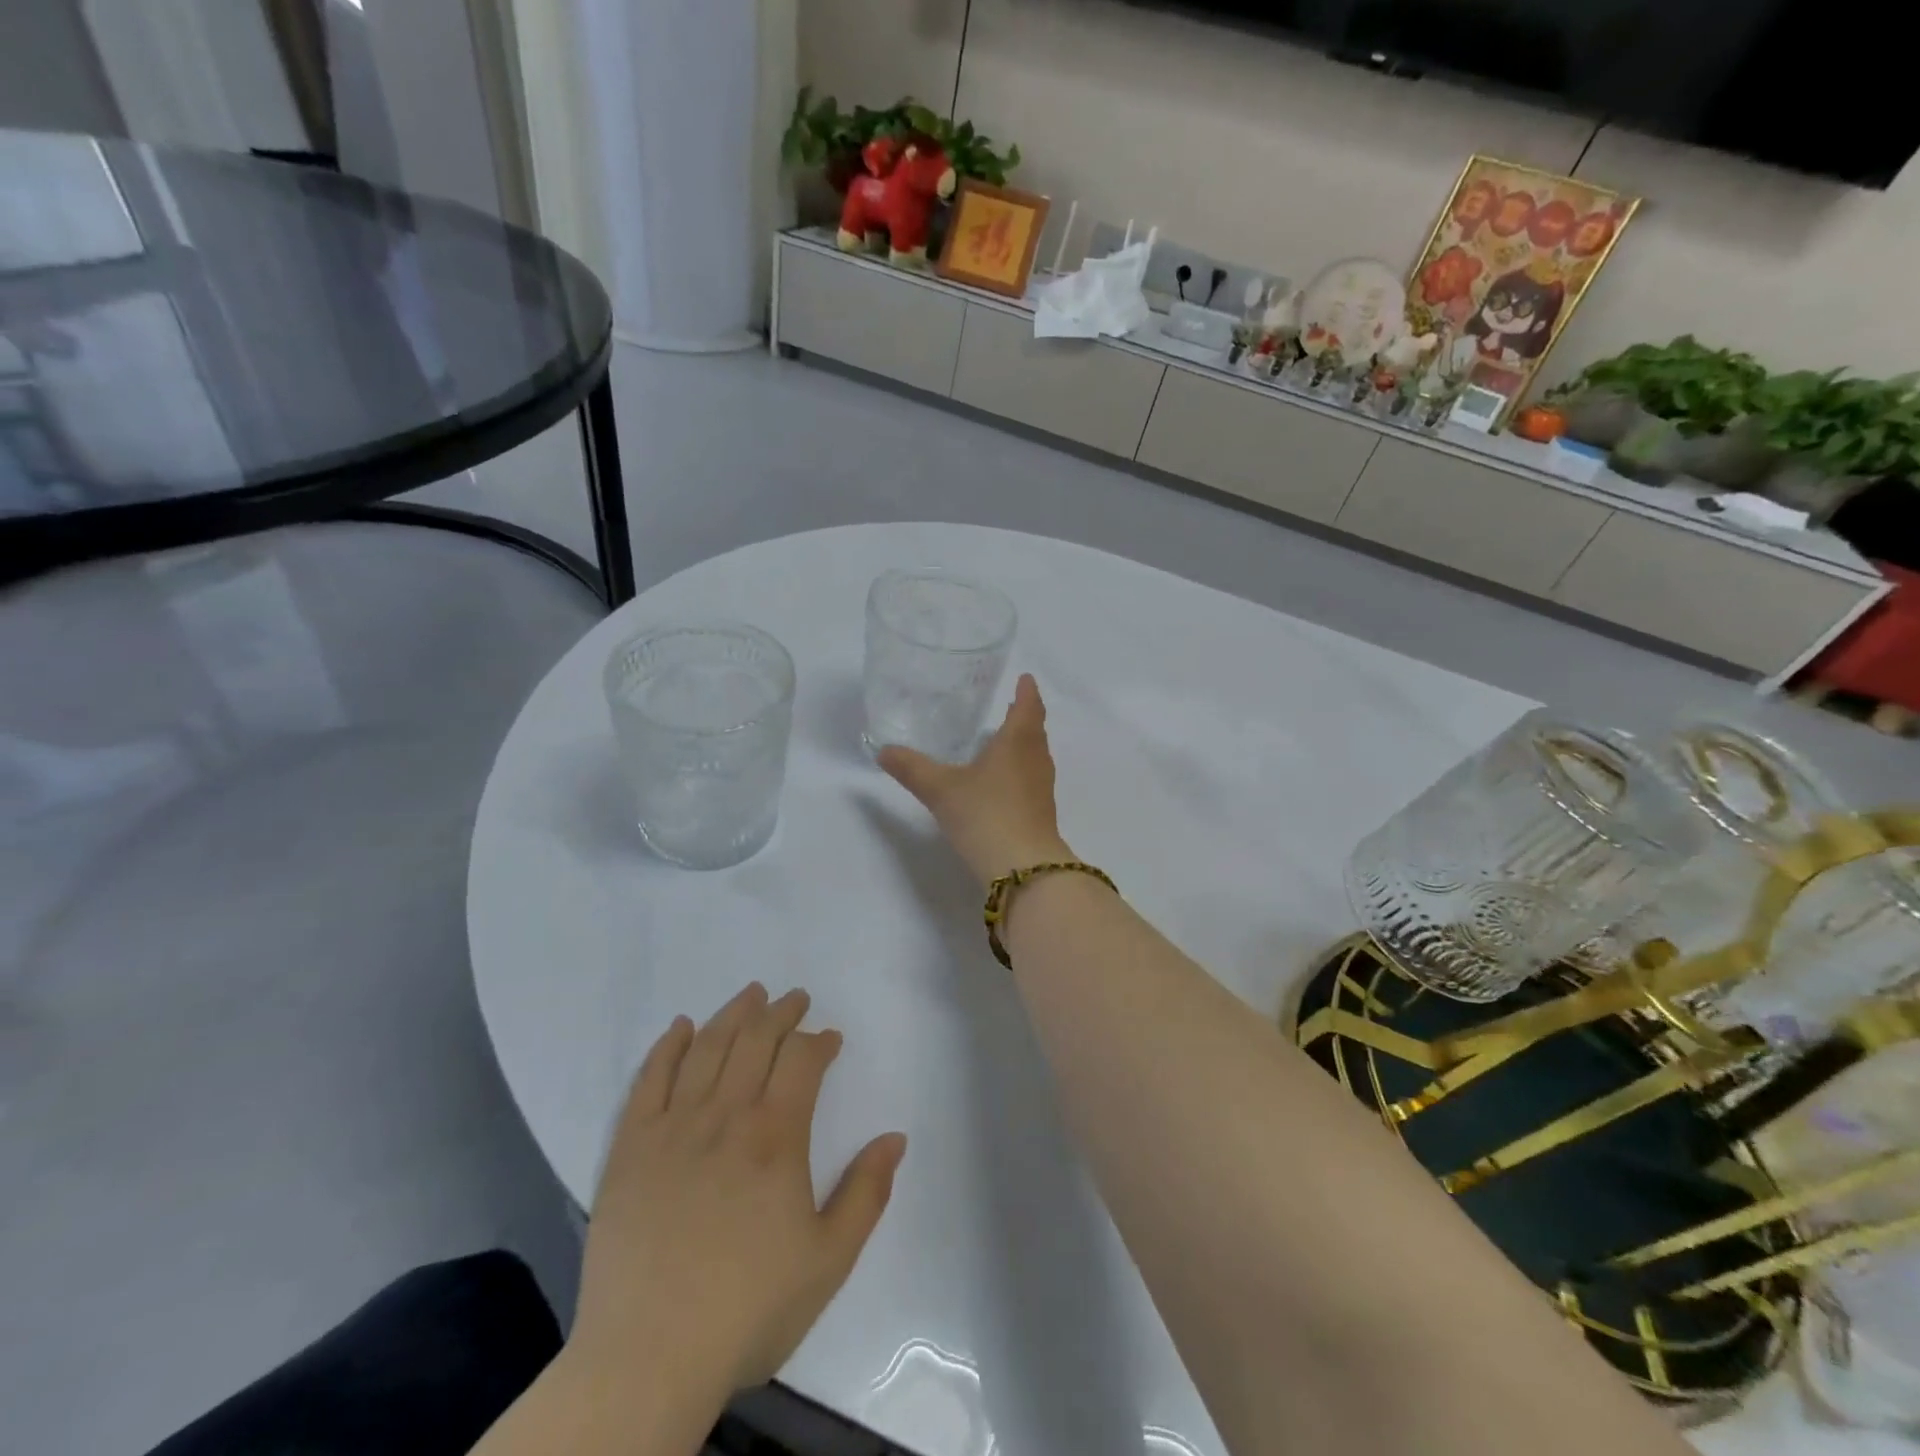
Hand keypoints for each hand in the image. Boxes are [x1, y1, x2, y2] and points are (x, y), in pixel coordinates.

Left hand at [571, 984, 906, 1394]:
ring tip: (751, 994)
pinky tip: (681, 1027)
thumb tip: (895, 1137)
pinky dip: (668, 1047)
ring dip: (733, 1014)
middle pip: (756, 1041)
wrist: (646, 1360)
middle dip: (781, 1013)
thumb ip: (866, 1193)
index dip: (819, 1041)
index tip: (830, 1038)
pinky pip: (649, 1080)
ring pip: (708, 1048)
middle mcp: (726, 1116)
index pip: (802, 1061)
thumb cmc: (747, 1310)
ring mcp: (673, 1127)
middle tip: (795, 998)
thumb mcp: (828, 1261)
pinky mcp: (631, 1148)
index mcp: (776, 1136)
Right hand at [878, 673, 1070, 886]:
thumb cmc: (985, 814)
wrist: (1023, 867)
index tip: (1026, 678)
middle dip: (1024, 716)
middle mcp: (1036, 759)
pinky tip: (1002, 782)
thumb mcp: (940, 789)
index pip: (1028, 706)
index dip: (1027, 691)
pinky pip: (1031, 779)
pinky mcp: (1041, 813)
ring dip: (1024, 744)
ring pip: (1035, 755)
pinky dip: (1021, 770)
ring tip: (1005, 739)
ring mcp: (1042, 788)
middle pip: (1035, 730)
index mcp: (1017, 741)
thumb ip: (912, 768)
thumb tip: (883, 750)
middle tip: (1011, 705)